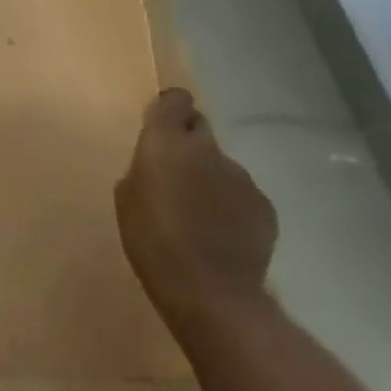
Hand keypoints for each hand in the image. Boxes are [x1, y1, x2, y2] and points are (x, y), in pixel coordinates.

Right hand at [115, 88, 276, 322]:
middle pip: (200, 128)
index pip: (175, 100)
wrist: (209, 290)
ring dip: (210, 179)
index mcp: (166, 142)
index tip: (161, 126)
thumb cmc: (151, 240)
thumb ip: (143, 171)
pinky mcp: (264, 206)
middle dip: (189, 144)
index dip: (169, 109)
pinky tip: (222, 234)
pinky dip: (231, 206)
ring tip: (199, 214)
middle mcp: (207, 149)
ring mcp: (241, 177)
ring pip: (221, 166)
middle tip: (176, 174)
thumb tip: (158, 168)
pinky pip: (242, 194)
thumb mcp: (127, 199)